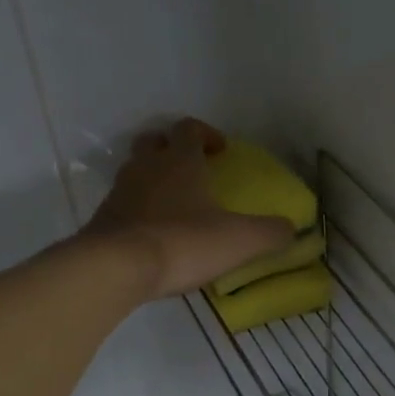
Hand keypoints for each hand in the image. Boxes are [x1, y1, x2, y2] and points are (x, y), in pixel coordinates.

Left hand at [84, 119, 294, 299]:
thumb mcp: (239, 240)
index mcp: (180, 161)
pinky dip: (138, 209)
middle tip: (191, 169)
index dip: (206, 134)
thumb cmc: (182, 242)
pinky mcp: (103, 218)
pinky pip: (123, 203)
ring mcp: (120, 191)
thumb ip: (270, 233)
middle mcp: (146, 167)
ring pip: (135, 171)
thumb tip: (291, 229)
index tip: (220, 150)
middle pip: (154, 142)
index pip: (189, 129)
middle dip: (172, 149)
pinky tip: (152, 232)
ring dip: (153, 178)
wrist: (116, 266)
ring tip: (173, 203)